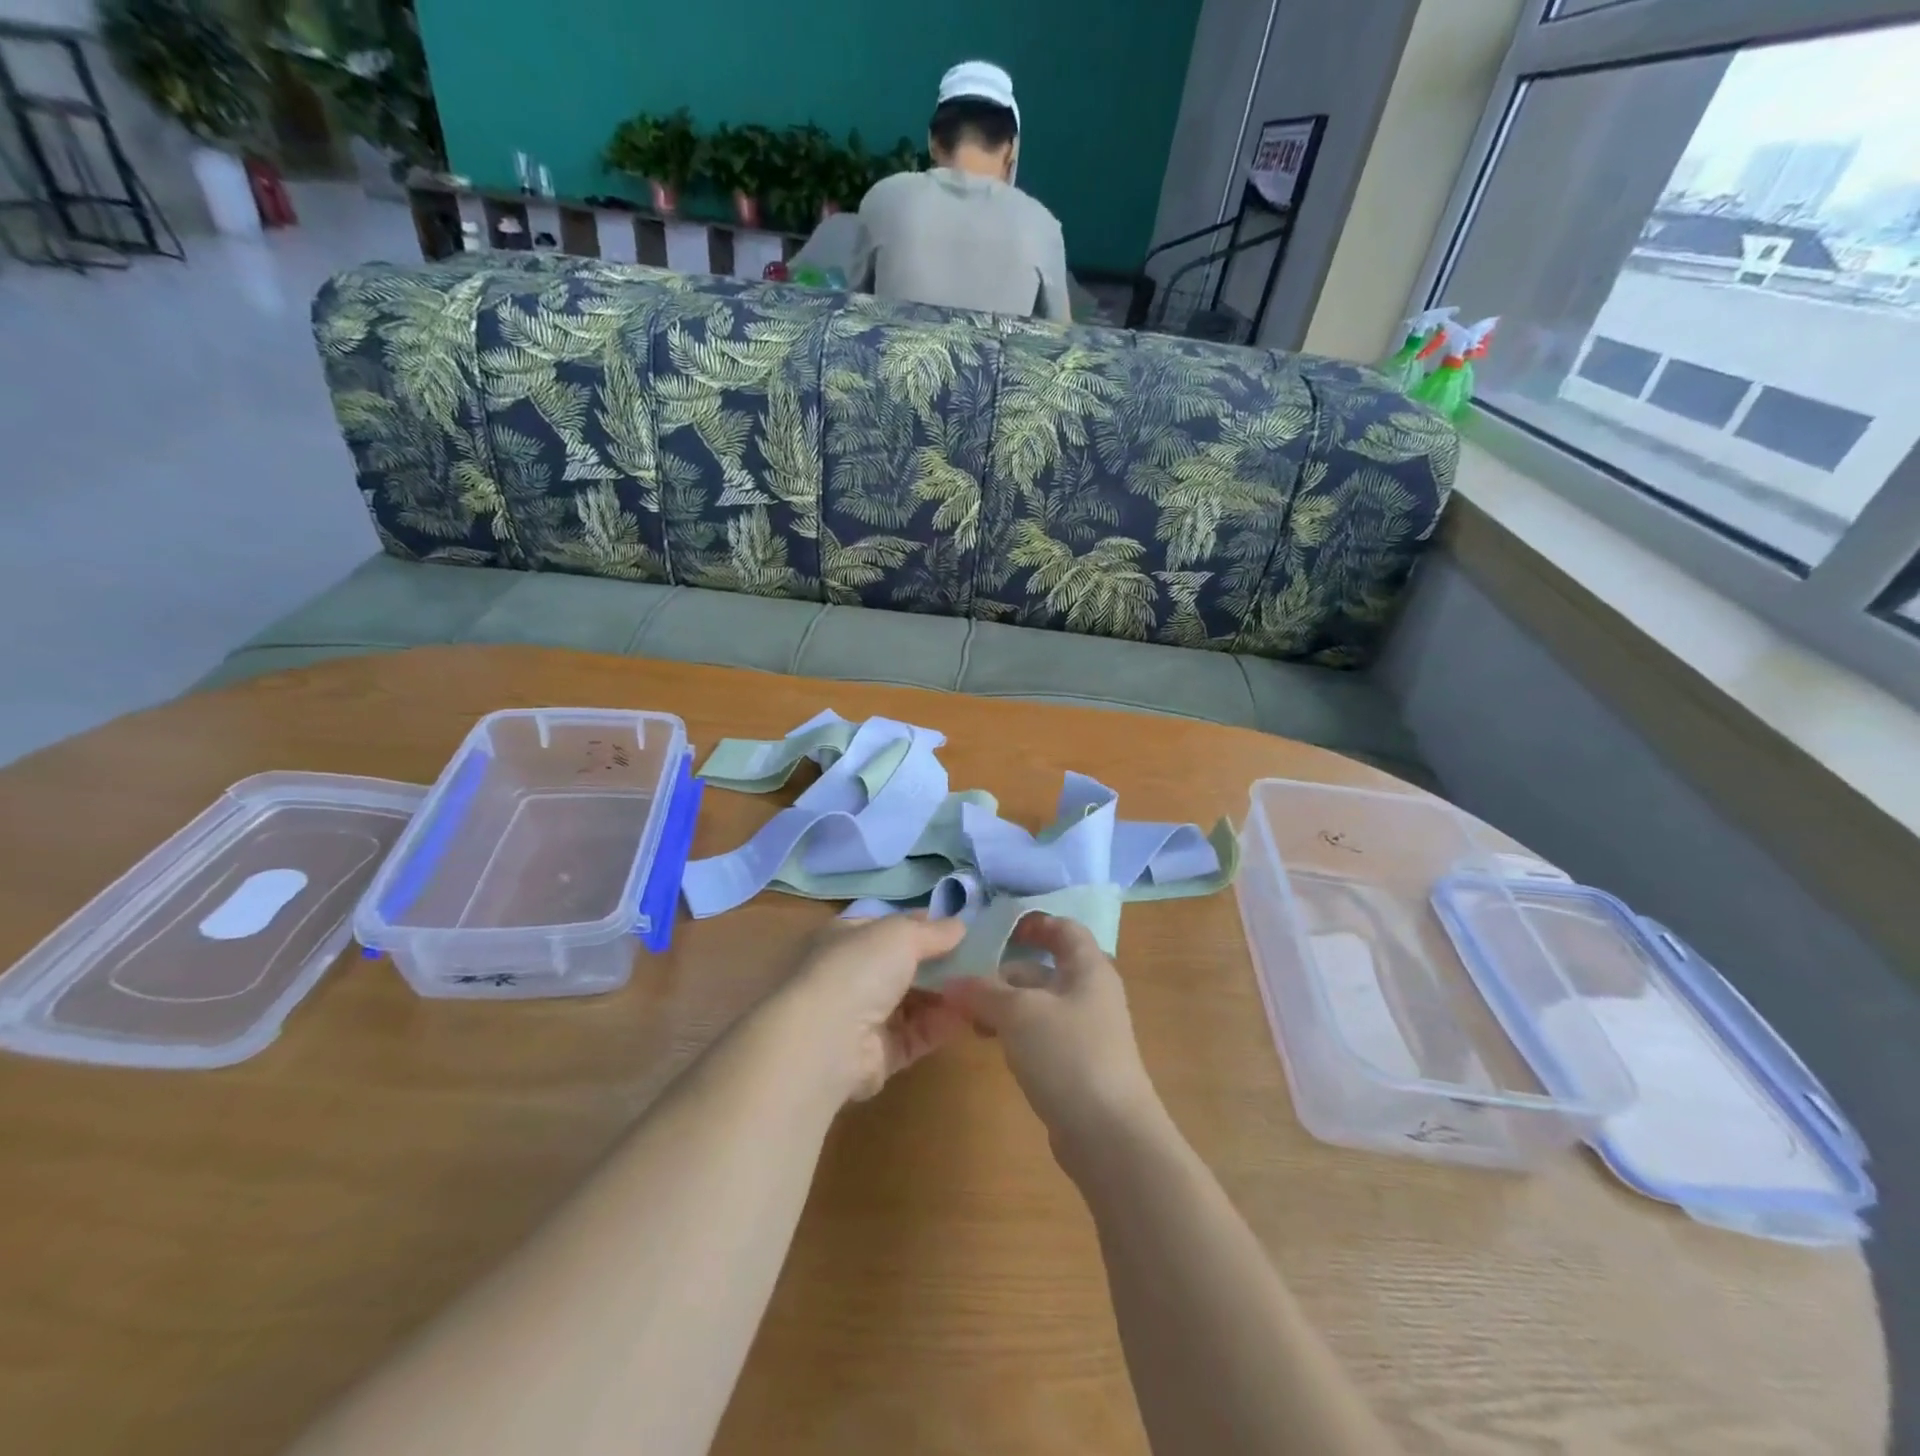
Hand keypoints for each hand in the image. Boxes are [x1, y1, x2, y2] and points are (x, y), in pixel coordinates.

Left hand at [780, 914, 970, 1102]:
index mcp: (846, 938)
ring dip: (944, 996)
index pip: (889, 927)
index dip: (923, 926)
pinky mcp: (877, 1055)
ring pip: (912, 1003)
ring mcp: (862, 1017)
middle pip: (903, 967)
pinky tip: (969, 1016)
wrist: (826, 1041)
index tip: (959, 928)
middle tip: (979, 961)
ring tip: (982, 988)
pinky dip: (941, 1026)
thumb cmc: (859, 969)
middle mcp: (851, 975)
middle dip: (938, 965)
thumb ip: (933, 931)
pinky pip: (916, 1035)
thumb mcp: (901, 934)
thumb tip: (959, 925)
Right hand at [945, 914, 1163, 1156]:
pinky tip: (990, 1043)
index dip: (1033, 923)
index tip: (997, 929)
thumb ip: (983, 992)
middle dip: (1004, 972)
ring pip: (1038, 1004)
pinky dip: (1014, 1032)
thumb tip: (951, 983)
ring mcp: (1086, 1031)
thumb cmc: (1068, 1054)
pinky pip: (1041, 1034)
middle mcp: (1090, 993)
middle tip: (965, 980)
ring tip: (968, 1016)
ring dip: (1004, 1004)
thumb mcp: (1019, 1013)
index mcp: (1088, 968)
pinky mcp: (1076, 1064)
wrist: (1109, 1134)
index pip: (1064, 928)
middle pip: (1045, 968)